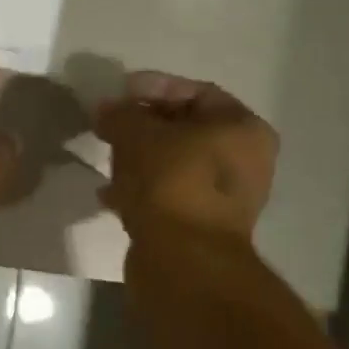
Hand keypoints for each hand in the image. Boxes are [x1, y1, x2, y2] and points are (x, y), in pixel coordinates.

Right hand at [95, 71, 278, 243]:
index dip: (154, 87)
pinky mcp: (199, 226)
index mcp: (243, 129)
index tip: (118, 93)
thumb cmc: (171, 183)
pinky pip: (167, 196)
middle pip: (185, 130)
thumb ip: (121, 115)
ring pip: (174, 165)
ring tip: (105, 159)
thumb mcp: (139, 136)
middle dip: (143, 127)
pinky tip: (110, 195)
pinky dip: (140, 190)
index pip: (197, 92)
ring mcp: (223, 198)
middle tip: (108, 127)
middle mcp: (243, 161)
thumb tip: (105, 108)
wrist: (182, 260)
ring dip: (138, 160)